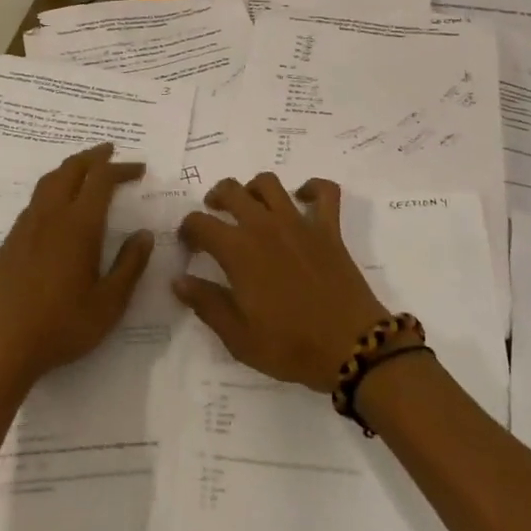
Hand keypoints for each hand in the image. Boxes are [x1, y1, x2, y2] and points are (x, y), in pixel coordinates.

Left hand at [0, 144, 152, 391]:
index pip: (101, 180)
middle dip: (93, 157)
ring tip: (85, 170)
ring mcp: (25, 226)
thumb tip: (144, 234)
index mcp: (78, 225)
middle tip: (110, 152)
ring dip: (70, 168)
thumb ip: (130, 265)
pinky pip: (35, 201)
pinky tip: (58, 207)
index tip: (139, 168)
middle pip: (71, 169)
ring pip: (48, 181)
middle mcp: (50, 216)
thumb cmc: (62, 326)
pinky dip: (53, 188)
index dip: (121, 168)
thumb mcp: (110, 303)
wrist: (1, 346)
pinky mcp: (10, 241)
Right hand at [175, 175, 391, 391]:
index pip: (200, 223)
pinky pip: (324, 192)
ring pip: (269, 183)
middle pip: (231, 190)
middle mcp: (264, 226)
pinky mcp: (328, 228)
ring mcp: (299, 223)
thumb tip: (179, 280)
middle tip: (214, 216)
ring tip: (250, 205)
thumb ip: (206, 303)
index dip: (188, 230)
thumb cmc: (290, 345)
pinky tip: (302, 198)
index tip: (188, 246)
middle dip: (215, 198)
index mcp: (238, 250)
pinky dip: (312, 188)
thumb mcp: (238, 336)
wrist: (351, 347)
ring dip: (254, 188)